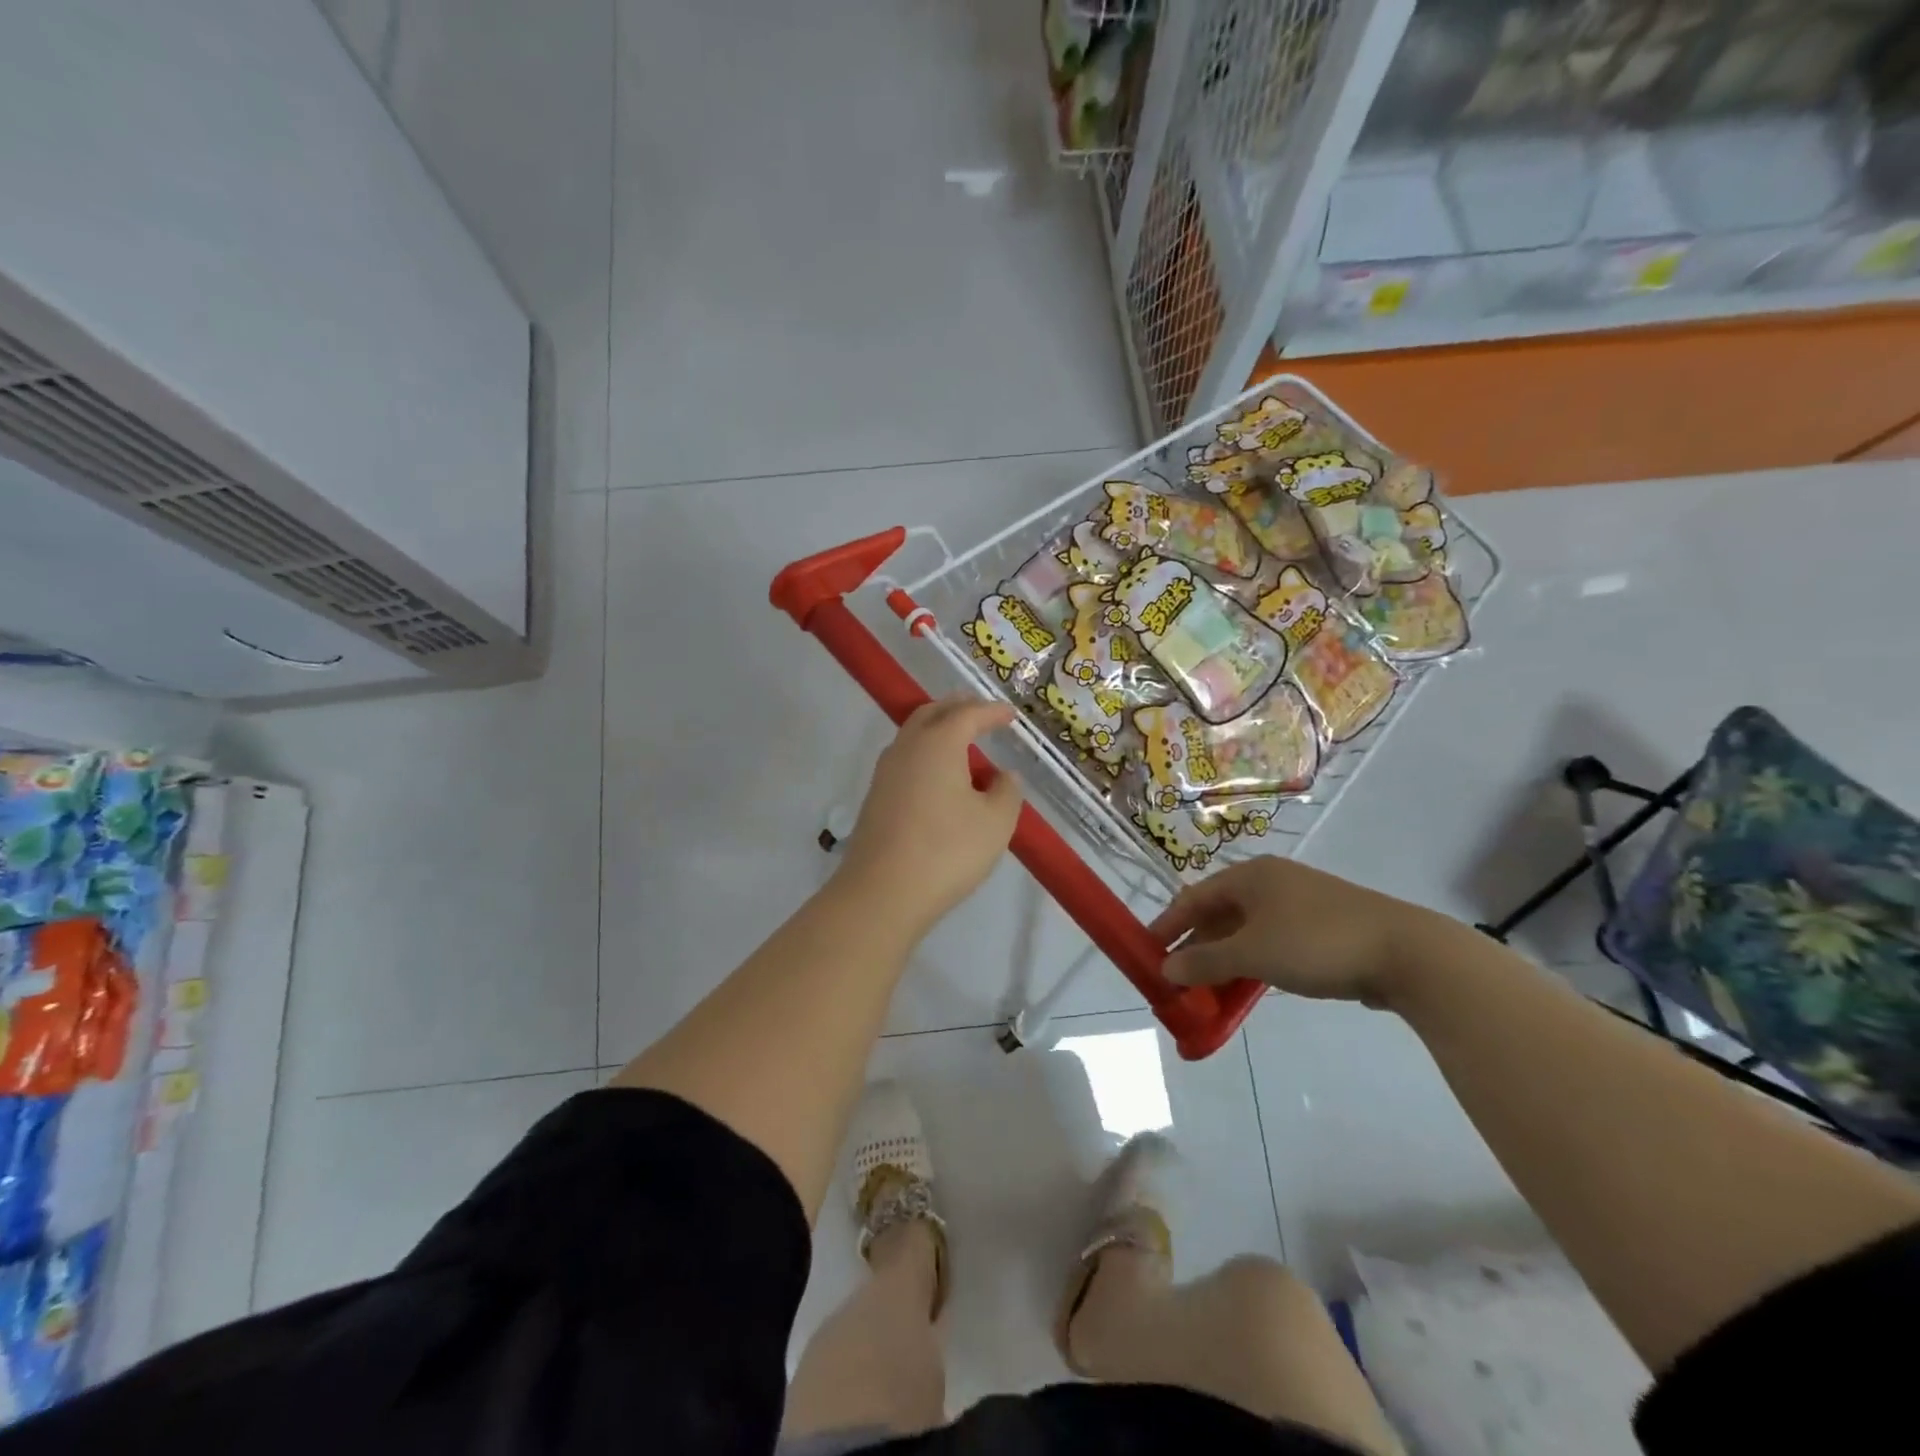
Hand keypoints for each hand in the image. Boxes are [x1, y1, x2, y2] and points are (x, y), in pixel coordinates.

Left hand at [838, 697, 1023, 933]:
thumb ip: (1007, 792)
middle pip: (932, 713)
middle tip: (980, 713)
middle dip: (958, 708)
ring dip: (938, 730)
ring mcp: (885, 772)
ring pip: (913, 735)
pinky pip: (905, 759)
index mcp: (939, 743)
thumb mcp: (995, 823)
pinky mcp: (875, 797)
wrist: (882, 892)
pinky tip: (939, 777)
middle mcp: (907, 747)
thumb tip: (1003, 776)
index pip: (968, 714)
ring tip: (962, 743)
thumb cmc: (947, 851)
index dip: (992, 711)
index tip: (1010, 714)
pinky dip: (926, 754)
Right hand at [1151, 857, 1437, 1007]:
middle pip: (1219, 914)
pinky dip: (1253, 964)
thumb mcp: (1252, 954)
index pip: (1193, 896)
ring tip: (1206, 992)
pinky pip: (1272, 943)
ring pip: (1246, 932)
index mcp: (1250, 876)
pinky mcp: (1322, 928)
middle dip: (1196, 947)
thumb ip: (1205, 962)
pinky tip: (1247, 989)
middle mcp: (1271, 883)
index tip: (1147, 950)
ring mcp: (1299, 904)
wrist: (1406, 953)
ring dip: (1223, 961)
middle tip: (1176, 979)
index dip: (1168, 924)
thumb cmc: (1316, 942)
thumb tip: (1166, 968)